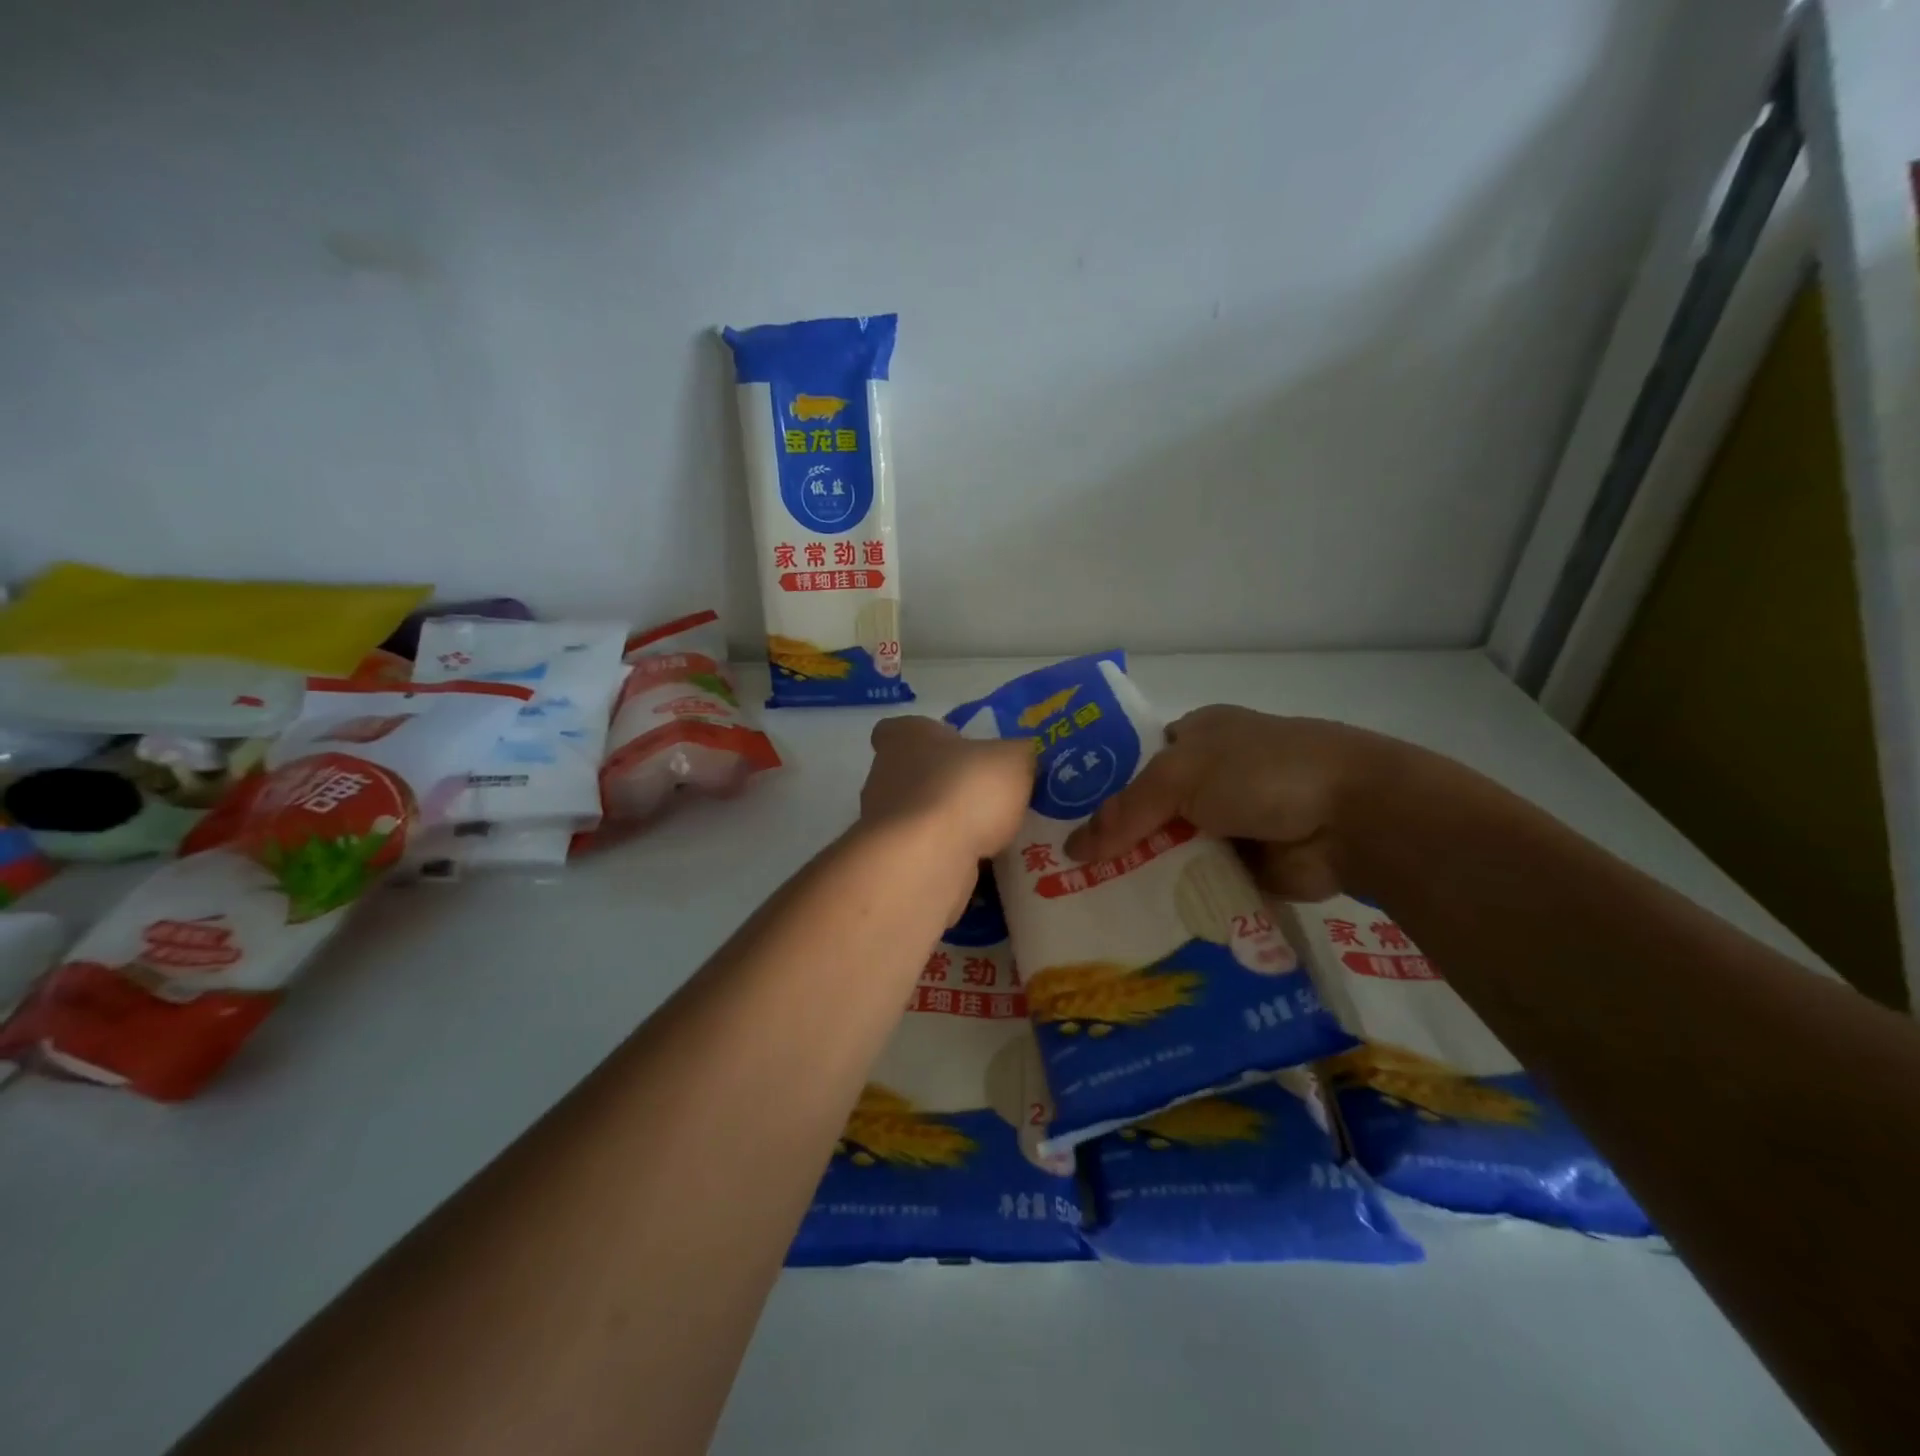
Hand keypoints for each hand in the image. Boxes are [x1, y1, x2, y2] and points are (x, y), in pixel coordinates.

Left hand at [860, 716, 1034, 866]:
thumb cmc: (964, 791)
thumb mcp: (1012, 760)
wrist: (927, 858)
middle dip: (943, 785)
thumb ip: (1018, 755)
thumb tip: (1020, 757)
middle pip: (912, 774)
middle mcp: (884, 774)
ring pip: (918, 816)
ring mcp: (883, 821)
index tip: (953, 749)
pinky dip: (946, 857)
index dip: (925, 736)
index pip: (900, 729)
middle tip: (984, 796)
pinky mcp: (891, 860)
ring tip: (990, 835)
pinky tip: (978, 864)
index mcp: (904, 737)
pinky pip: (923, 853)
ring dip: (946, 824)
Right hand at [1061, 706, 1405, 899]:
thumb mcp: (1181, 777)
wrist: (1354, 817)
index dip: (1097, 790)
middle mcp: (1210, 778)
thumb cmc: (1261, 772)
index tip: (1059, 824)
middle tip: (1063, 875)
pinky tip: (1132, 922)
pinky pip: (1196, 884)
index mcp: (1197, 737)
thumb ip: (1125, 812)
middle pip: (1148, 811)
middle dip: (1114, 840)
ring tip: (1086, 905)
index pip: (1133, 764)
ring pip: (1169, 851)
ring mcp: (1229, 824)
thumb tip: (1070, 851)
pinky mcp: (1246, 867)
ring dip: (1141, 874)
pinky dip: (1173, 900)